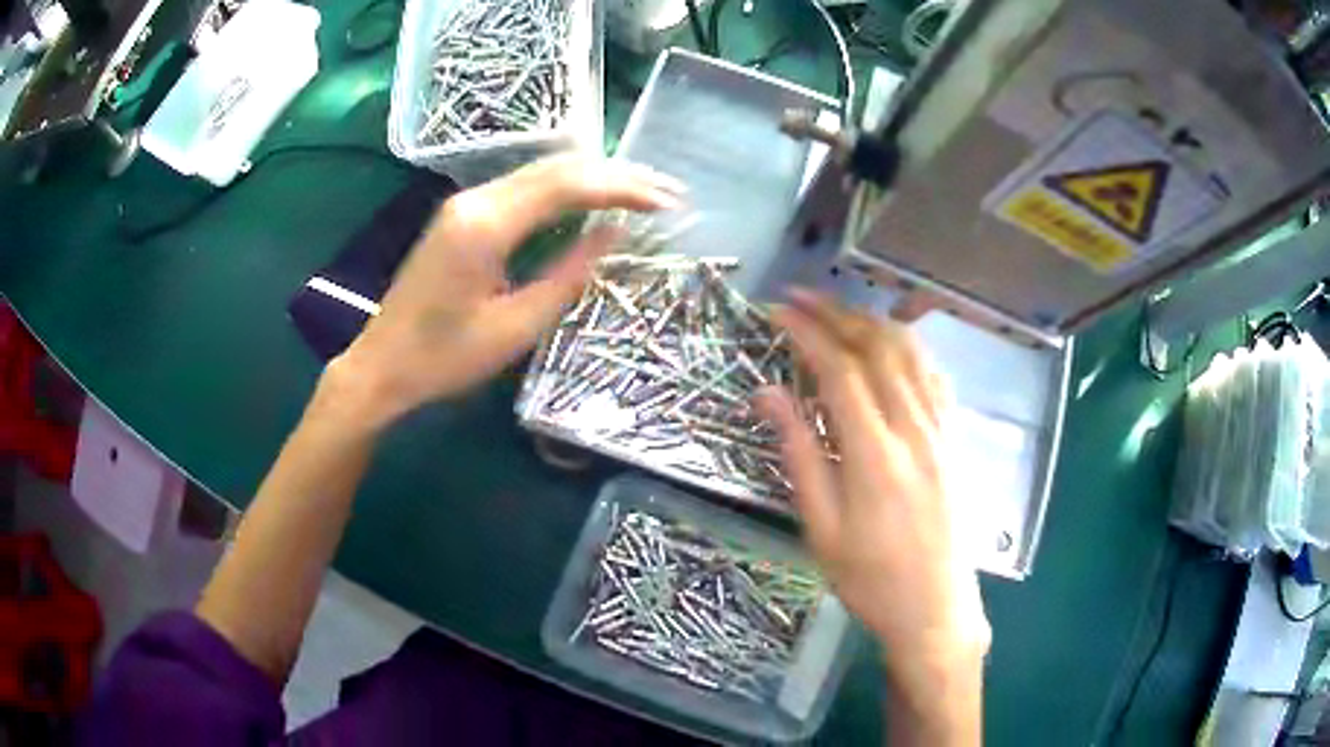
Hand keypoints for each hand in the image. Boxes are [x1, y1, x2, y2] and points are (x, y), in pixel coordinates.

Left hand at [328, 154, 684, 430]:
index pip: (568, 185)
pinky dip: (567, 189)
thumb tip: (616, 234)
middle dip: (617, 175)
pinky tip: (593, 200)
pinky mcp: (463, 214)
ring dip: (595, 177)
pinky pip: (525, 187)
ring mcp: (466, 203)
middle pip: (558, 167)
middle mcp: (475, 199)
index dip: (623, 188)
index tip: (668, 202)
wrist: (381, 365)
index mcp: (486, 225)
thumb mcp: (515, 328)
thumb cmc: (443, 359)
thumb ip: (569, 275)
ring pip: (543, 171)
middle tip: (668, 191)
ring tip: (643, 192)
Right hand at [755, 290, 989, 687]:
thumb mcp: (821, 528)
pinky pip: (933, 375)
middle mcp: (915, 429)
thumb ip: (798, 454)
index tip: (777, 312)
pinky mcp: (955, 438)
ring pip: (911, 353)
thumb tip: (766, 394)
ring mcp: (942, 431)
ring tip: (838, 310)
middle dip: (837, 314)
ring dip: (872, 321)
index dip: (807, 333)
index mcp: (876, 455)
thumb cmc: (870, 579)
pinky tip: (889, 344)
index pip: (840, 371)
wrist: (935, 608)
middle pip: (878, 348)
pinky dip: (907, 346)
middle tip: (800, 297)